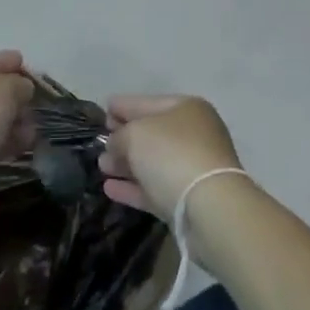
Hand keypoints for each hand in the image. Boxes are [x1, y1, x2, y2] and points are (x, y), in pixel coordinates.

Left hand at [0, 52, 35, 219]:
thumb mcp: (5, 88)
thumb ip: (19, 83)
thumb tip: (21, 89)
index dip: (4, 61)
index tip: (24, 63)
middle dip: (11, 97)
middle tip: (33, 101)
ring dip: (11, 121)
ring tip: (32, 129)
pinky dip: (1, 141)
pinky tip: (23, 145)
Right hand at [98, 95, 242, 217]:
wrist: (210, 207)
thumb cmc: (172, 154)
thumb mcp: (135, 134)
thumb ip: (119, 136)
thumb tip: (115, 145)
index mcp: (186, 109)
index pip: (147, 102)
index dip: (123, 106)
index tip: (104, 110)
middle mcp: (194, 134)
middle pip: (152, 133)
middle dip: (124, 137)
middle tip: (99, 143)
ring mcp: (193, 168)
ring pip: (153, 162)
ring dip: (126, 164)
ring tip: (101, 166)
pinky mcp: (188, 199)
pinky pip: (155, 188)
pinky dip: (133, 187)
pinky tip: (109, 188)